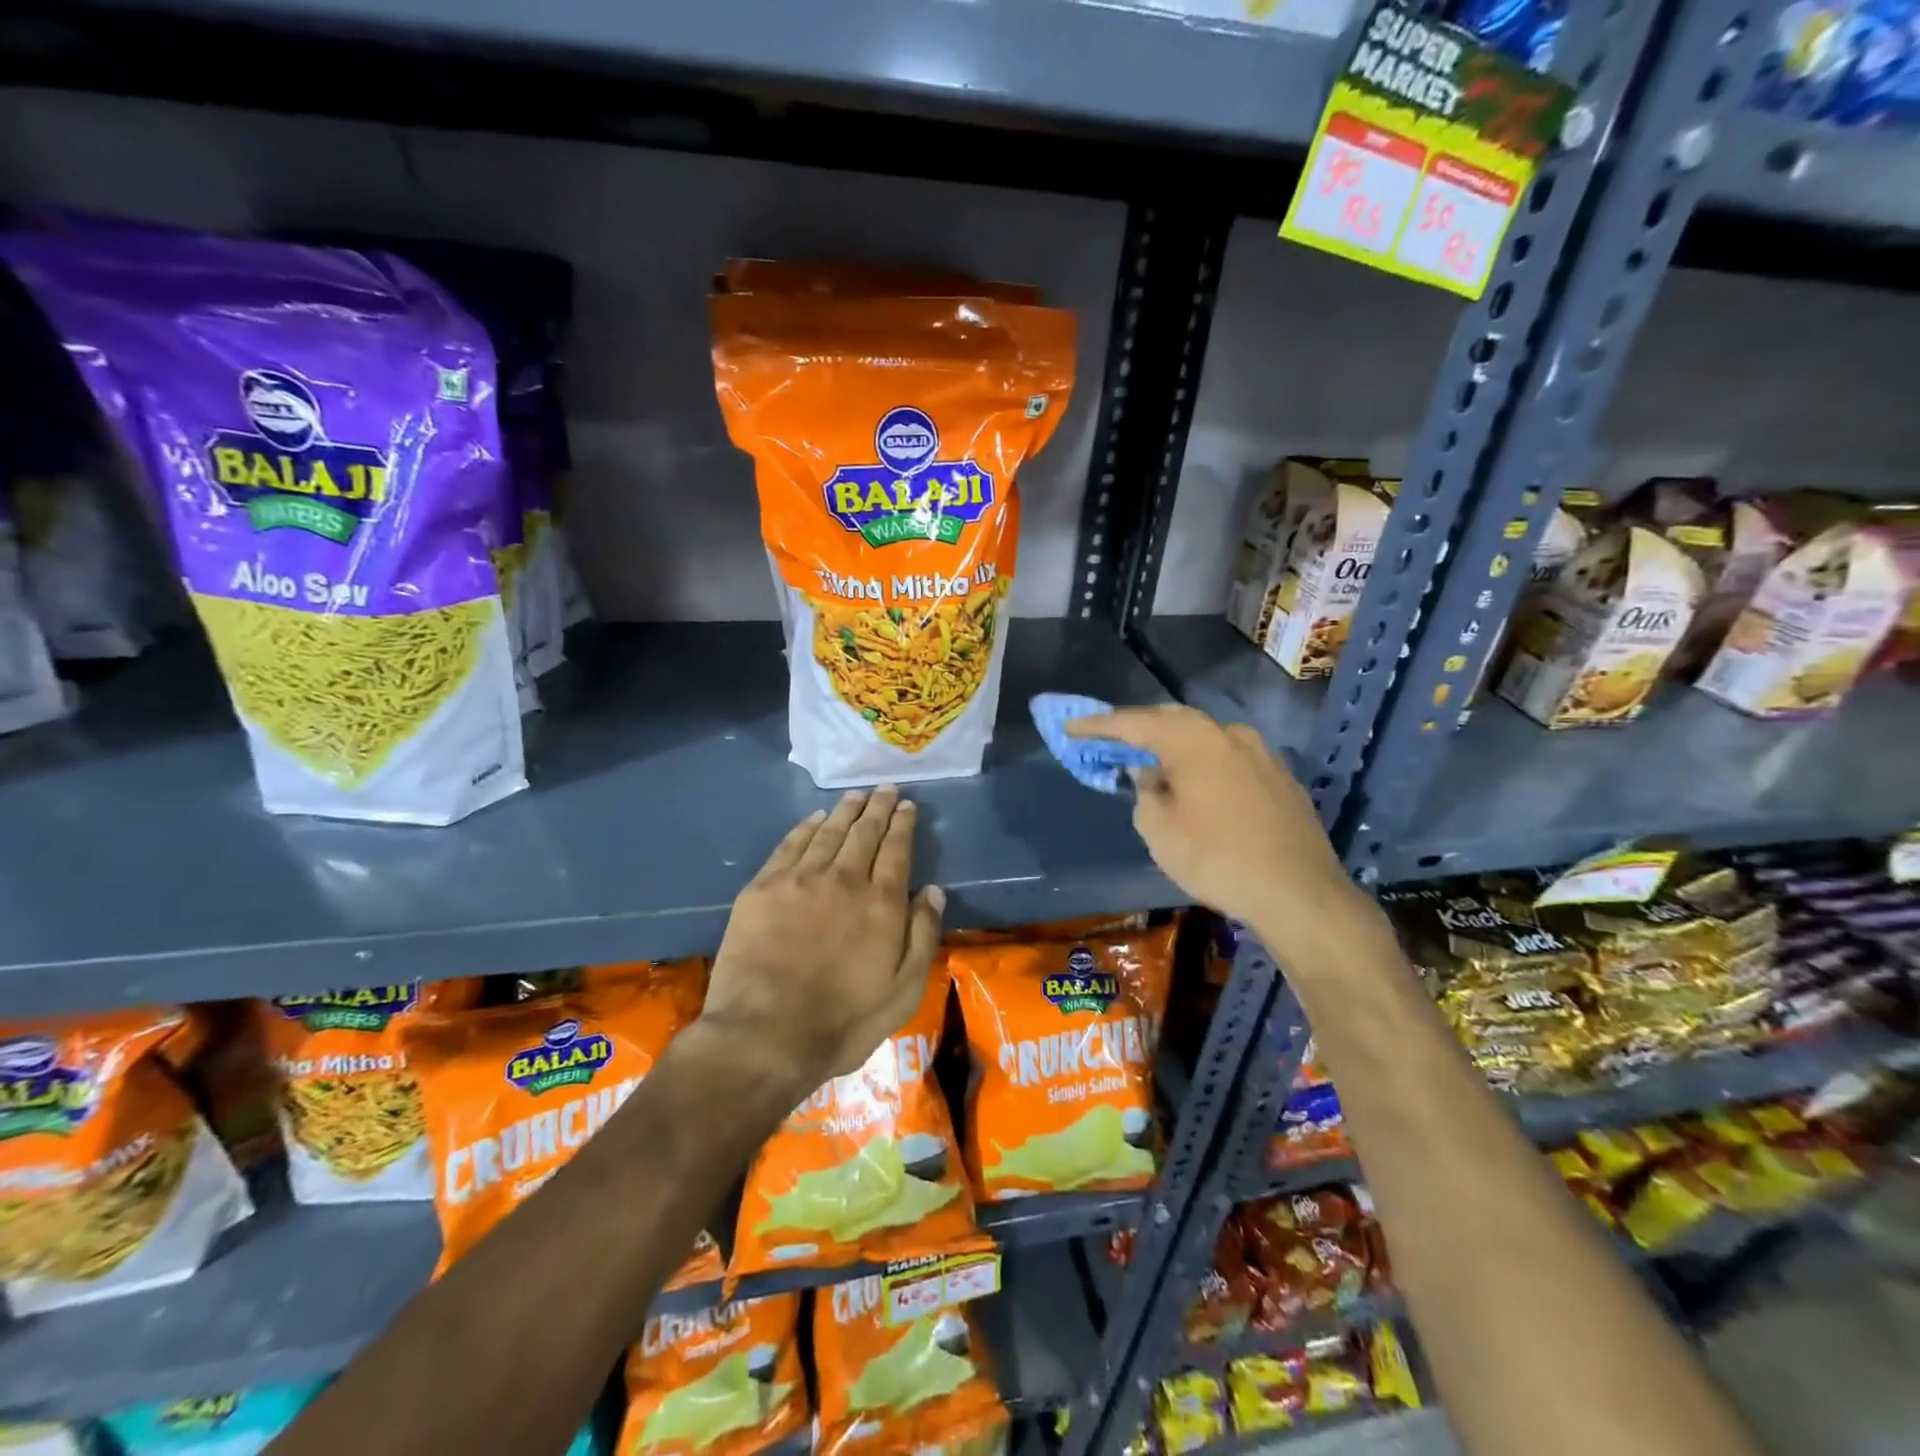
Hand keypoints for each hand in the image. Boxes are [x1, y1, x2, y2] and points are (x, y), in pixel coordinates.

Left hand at [704, 786, 944, 1100]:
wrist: (764, 1035)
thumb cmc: (843, 1021)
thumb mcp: (903, 991)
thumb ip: (922, 936)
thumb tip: (933, 890)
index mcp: (881, 902)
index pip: (896, 849)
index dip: (902, 824)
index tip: (907, 806)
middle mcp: (843, 879)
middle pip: (864, 832)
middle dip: (877, 807)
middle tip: (885, 789)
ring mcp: (800, 879)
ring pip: (828, 832)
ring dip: (845, 811)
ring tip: (856, 796)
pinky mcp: (763, 888)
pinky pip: (790, 845)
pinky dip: (806, 827)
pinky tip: (815, 819)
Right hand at [1067, 706, 1361, 933]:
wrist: (1298, 893)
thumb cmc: (1216, 858)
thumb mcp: (1159, 830)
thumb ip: (1145, 792)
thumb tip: (1149, 773)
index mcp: (1193, 739)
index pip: (1134, 723)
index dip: (1099, 726)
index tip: (1071, 728)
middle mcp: (1229, 734)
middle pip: (1174, 721)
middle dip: (1140, 728)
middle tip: (1112, 741)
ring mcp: (1262, 753)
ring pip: (1206, 738)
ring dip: (1176, 746)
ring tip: (1155, 764)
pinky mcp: (1281, 778)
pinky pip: (1230, 759)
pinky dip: (1205, 764)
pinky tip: (1198, 786)